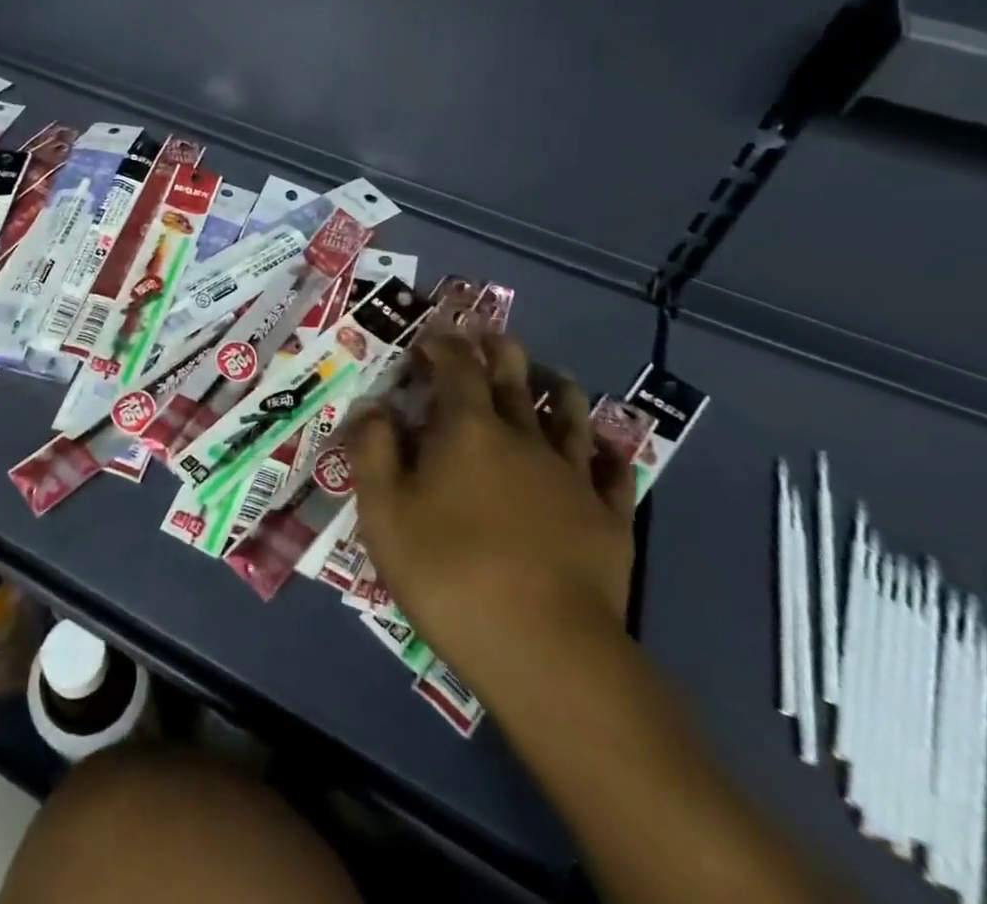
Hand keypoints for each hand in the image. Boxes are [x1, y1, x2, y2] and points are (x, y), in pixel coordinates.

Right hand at [350, 332, 634, 701]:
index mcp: (468, 428)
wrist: (545, 649)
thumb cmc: (449, 572)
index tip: (430, 340)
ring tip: (553, 379)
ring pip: (570, 414)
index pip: (457, 365)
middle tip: (489, 338)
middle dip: (498, 351)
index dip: (443, 344)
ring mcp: (572, 476)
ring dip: (558, 388)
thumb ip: (373, 451)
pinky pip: (614, 472)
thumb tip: (373, 407)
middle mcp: (524, 437)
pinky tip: (607, 450)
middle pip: (514, 376)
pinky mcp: (608, 518)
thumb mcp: (384, 512)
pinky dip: (608, 453)